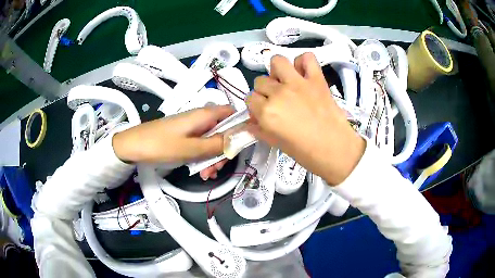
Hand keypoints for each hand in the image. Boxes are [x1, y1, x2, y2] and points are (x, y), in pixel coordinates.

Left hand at [112, 106, 233, 179]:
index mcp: (205, 115)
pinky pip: (201, 144)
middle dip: (223, 151)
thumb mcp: (191, 148)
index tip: (241, 146)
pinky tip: (200, 172)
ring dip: (213, 157)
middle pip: (224, 131)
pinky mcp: (185, 135)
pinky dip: (203, 157)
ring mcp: (192, 127)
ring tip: (205, 174)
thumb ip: (217, 144)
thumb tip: (240, 139)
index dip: (241, 127)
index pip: (233, 114)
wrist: (133, 146)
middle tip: (216, 169)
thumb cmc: (161, 145)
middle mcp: (201, 118)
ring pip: (213, 140)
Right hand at [246, 53, 365, 184]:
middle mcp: (279, 93)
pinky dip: (303, 62)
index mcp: (267, 112)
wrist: (336, 150)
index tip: (263, 112)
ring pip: (277, 61)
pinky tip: (304, 74)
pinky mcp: (316, 79)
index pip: (250, 99)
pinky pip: (306, 58)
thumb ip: (260, 130)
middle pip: (260, 81)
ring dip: (278, 71)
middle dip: (265, 91)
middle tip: (277, 101)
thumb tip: (250, 123)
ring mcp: (298, 83)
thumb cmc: (306, 153)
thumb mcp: (277, 144)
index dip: (255, 106)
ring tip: (286, 82)